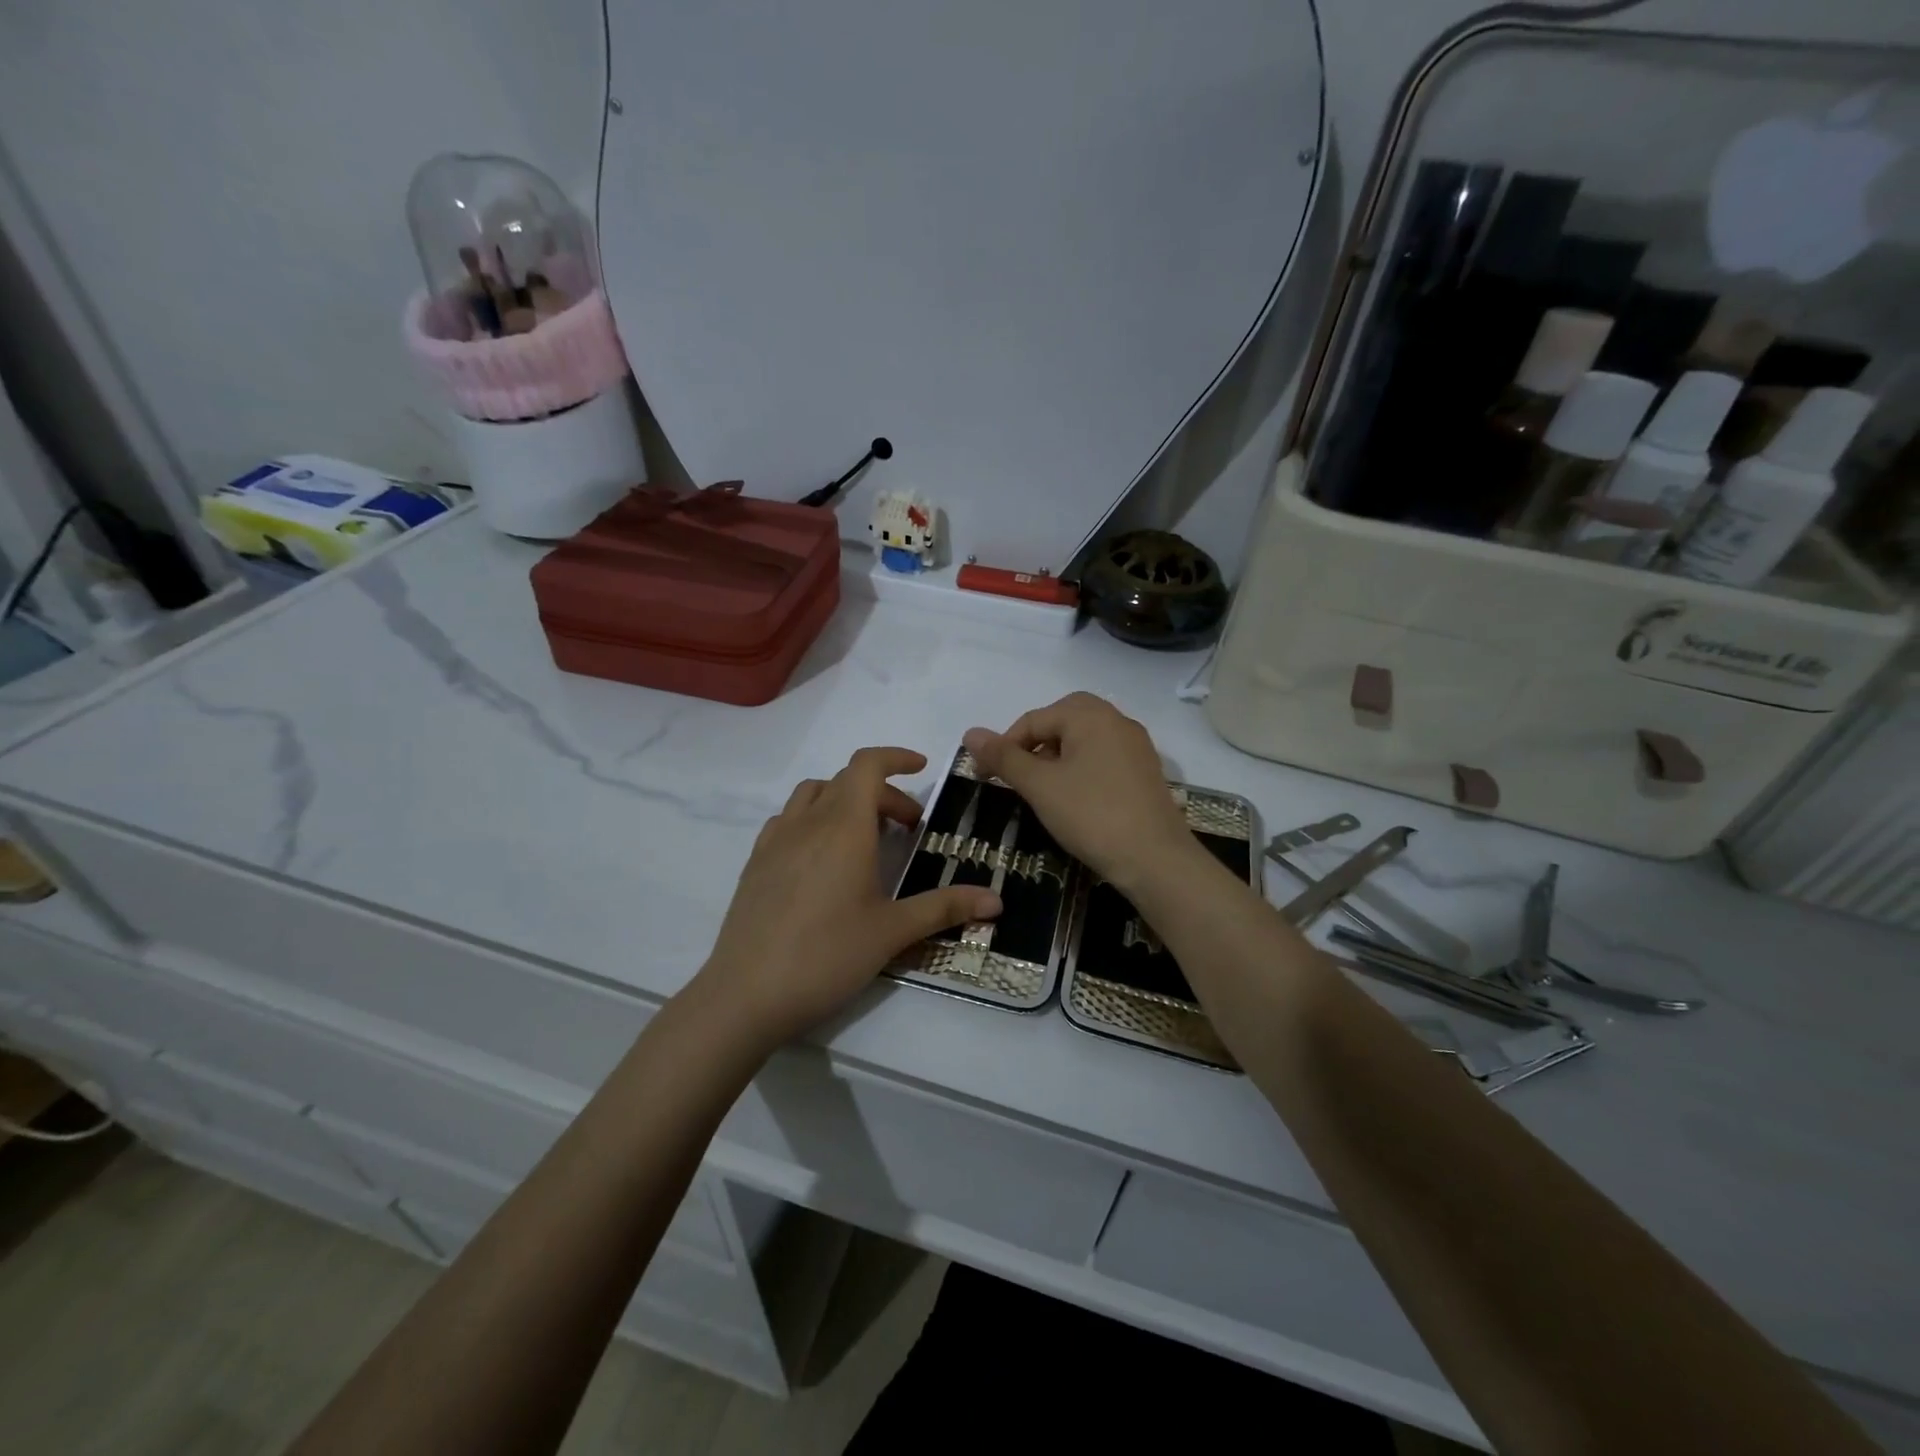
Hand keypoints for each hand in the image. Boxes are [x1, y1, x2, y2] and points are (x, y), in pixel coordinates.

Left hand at [693, 747, 1001, 1049]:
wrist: (745, 995)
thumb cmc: (827, 956)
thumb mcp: (892, 932)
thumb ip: (944, 908)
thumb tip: (998, 901)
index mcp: (843, 827)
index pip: (867, 765)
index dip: (896, 757)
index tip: (921, 768)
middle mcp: (807, 822)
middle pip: (846, 781)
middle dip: (883, 793)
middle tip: (908, 828)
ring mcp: (775, 840)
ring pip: (813, 795)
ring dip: (844, 801)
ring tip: (865, 838)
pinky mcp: (755, 863)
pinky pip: (788, 820)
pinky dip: (813, 820)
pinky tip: (822, 860)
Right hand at [963, 693, 1197, 894]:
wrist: (1156, 860)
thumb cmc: (1092, 816)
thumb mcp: (1040, 786)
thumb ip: (1005, 758)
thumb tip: (970, 733)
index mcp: (1091, 716)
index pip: (1034, 719)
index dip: (1004, 745)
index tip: (985, 776)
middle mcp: (1117, 721)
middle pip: (1064, 718)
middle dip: (1035, 741)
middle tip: (1018, 772)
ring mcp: (1136, 747)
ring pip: (1086, 738)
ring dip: (1058, 754)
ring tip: (1042, 787)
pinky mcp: (1146, 773)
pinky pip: (1104, 756)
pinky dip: (1081, 767)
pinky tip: (1074, 798)